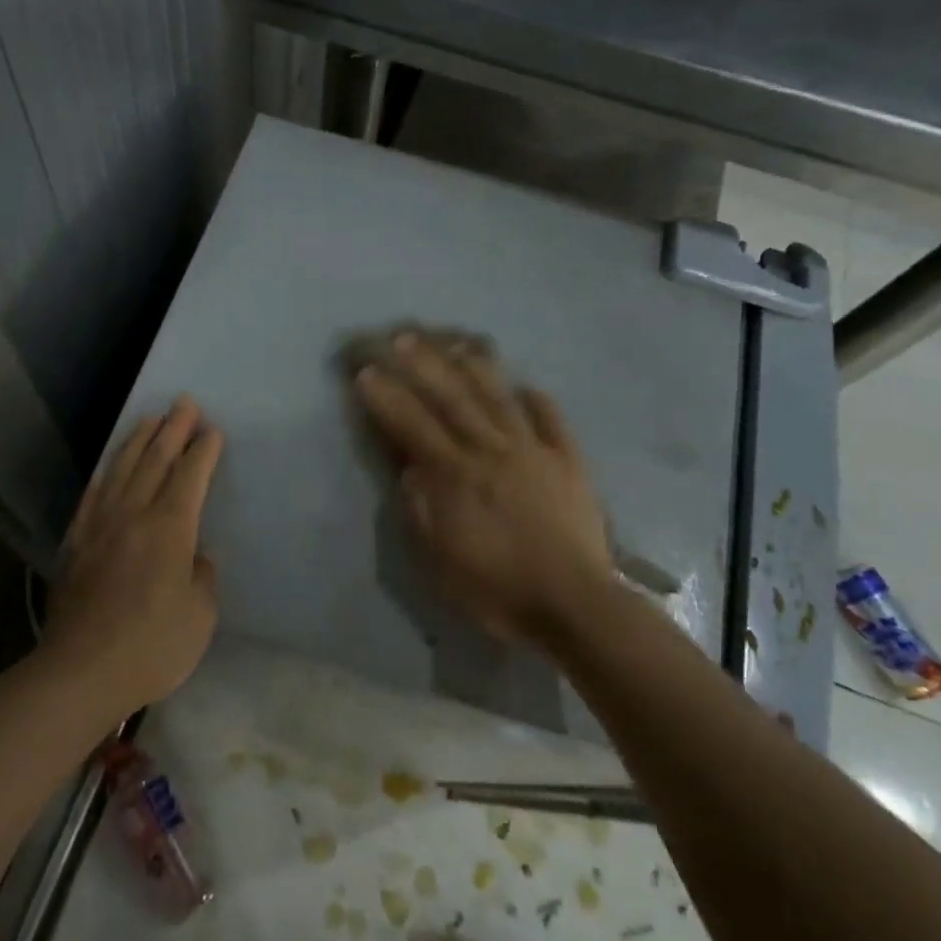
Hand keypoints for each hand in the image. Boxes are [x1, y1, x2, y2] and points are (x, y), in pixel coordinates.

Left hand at [43, 396, 223, 714]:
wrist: (81, 671)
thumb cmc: (152, 646)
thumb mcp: (199, 615)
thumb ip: (201, 577)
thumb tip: (194, 557)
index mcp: (170, 528)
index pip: (190, 476)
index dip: (203, 451)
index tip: (212, 430)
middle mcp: (134, 515)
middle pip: (155, 460)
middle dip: (173, 429)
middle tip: (184, 402)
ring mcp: (100, 526)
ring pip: (122, 469)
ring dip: (138, 440)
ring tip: (149, 419)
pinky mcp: (76, 542)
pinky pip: (93, 494)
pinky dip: (106, 472)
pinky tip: (110, 465)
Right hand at [354, 332, 616, 644]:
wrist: (573, 604)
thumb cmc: (497, 589)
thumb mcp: (440, 561)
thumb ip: (421, 509)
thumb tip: (410, 467)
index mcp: (457, 475)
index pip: (413, 425)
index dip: (387, 397)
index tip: (366, 373)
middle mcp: (493, 451)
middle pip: (454, 398)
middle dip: (425, 365)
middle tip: (404, 337)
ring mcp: (534, 452)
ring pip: (500, 398)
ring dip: (476, 368)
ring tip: (458, 344)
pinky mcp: (568, 462)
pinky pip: (552, 420)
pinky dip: (537, 400)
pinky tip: (527, 385)